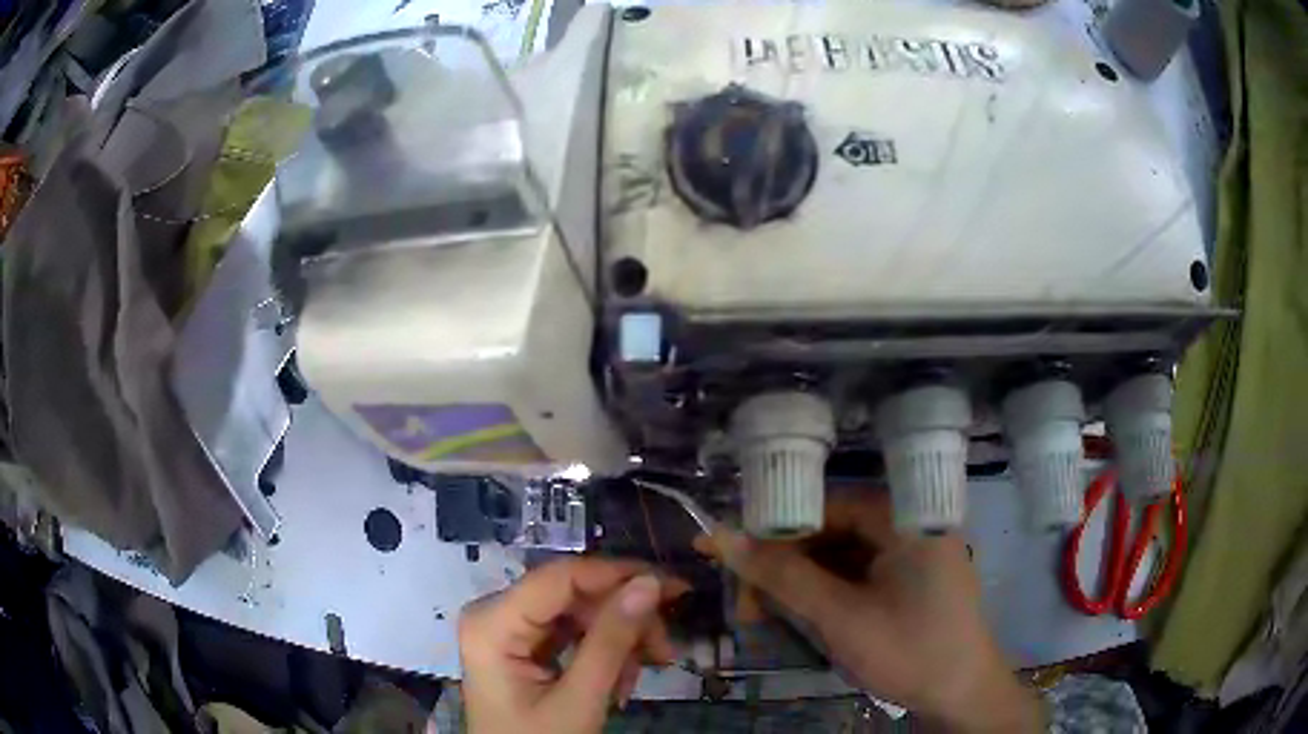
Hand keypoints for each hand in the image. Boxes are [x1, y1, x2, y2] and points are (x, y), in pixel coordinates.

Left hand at [458, 558, 685, 733]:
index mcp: (492, 623)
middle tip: (665, 649)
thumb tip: (649, 583)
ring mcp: (508, 629)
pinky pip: (572, 633)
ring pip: (579, 612)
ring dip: (619, 638)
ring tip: (645, 671)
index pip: (561, 577)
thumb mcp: (578, 700)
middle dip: (623, 618)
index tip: (673, 587)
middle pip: (572, 594)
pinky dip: (603, 651)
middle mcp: (495, 613)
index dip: (618, 575)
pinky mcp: (522, 645)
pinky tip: (622, 678)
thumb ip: (611, 642)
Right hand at [697, 492, 1042, 732]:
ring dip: (801, 583)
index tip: (727, 556)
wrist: (963, 697)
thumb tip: (718, 537)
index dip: (772, 530)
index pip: (824, 506)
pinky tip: (801, 616)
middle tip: (745, 604)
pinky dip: (826, 593)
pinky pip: (858, 574)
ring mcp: (913, 553)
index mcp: (905, 517)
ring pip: (841, 555)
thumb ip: (781, 576)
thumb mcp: (839, 618)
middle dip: (784, 566)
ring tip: (764, 615)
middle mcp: (911, 524)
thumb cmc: (909, 652)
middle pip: (831, 531)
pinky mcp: (910, 579)